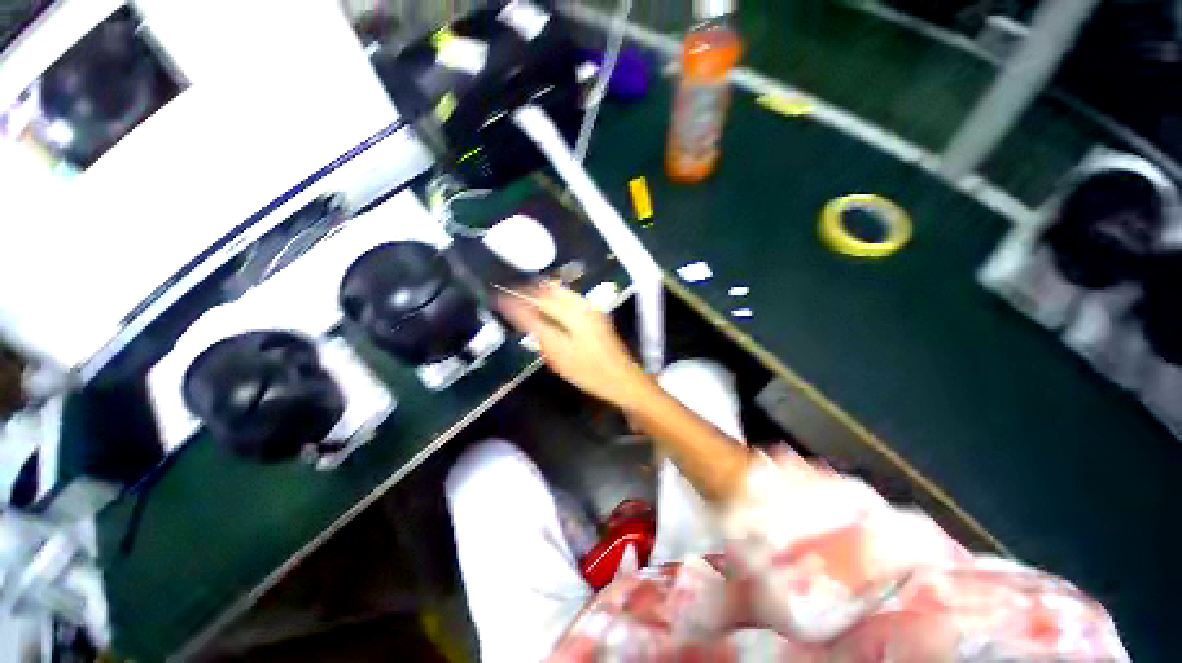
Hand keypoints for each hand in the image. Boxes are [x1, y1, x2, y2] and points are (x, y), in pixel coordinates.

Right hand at [497, 283, 651, 407]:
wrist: (623, 378)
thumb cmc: (590, 372)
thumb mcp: (560, 355)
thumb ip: (538, 330)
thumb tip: (519, 313)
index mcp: (574, 313)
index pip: (539, 299)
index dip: (518, 297)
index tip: (499, 296)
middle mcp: (582, 305)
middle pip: (550, 289)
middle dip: (528, 289)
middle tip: (509, 294)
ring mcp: (591, 308)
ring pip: (560, 292)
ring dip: (541, 292)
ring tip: (522, 297)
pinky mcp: (595, 314)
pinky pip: (569, 298)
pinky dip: (553, 298)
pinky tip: (545, 306)